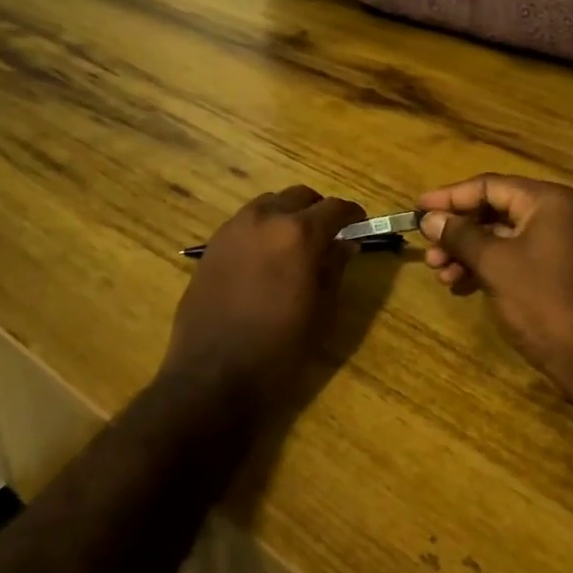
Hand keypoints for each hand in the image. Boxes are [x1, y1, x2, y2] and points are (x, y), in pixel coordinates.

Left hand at [163, 186, 365, 410]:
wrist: (212, 376)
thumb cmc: (278, 349)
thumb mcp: (321, 311)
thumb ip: (334, 268)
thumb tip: (345, 243)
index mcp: (298, 234)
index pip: (335, 208)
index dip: (353, 214)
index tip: (360, 225)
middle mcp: (264, 219)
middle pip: (299, 196)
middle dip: (318, 210)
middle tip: (328, 235)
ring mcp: (233, 229)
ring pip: (269, 204)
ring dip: (287, 215)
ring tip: (294, 245)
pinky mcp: (211, 246)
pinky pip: (244, 223)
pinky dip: (262, 229)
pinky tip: (265, 259)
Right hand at [418, 174, 572, 413]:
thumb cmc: (543, 301)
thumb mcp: (495, 264)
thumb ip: (460, 235)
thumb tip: (429, 217)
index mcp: (545, 201)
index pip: (488, 186)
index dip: (449, 197)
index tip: (417, 209)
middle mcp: (553, 215)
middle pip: (493, 209)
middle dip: (457, 229)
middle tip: (428, 249)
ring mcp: (555, 244)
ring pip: (499, 237)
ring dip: (466, 251)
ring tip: (440, 273)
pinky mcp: (552, 272)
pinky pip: (510, 257)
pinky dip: (484, 267)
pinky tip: (459, 284)